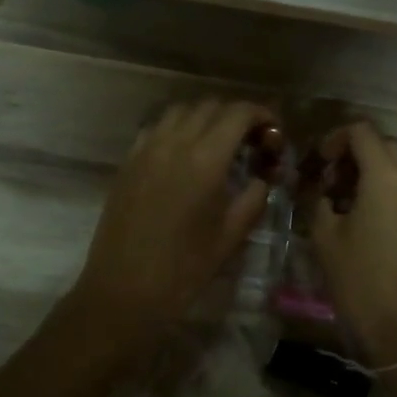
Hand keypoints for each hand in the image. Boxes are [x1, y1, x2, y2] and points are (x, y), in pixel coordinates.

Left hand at [69, 99, 278, 343]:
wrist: (124, 289)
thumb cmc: (184, 268)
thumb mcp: (231, 235)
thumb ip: (254, 197)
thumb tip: (262, 177)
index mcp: (206, 160)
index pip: (238, 114)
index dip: (261, 114)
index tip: (273, 131)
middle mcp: (174, 143)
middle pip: (210, 106)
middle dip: (235, 116)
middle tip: (250, 141)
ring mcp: (146, 149)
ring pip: (180, 111)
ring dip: (205, 118)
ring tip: (218, 143)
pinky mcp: (128, 161)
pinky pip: (156, 128)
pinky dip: (177, 129)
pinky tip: (184, 154)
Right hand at [306, 121, 396, 364]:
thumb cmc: (360, 281)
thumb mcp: (325, 237)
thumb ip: (318, 200)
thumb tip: (319, 188)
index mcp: (387, 177)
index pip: (361, 132)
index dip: (335, 139)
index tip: (319, 164)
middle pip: (385, 146)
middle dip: (356, 155)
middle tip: (331, 182)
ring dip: (375, 173)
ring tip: (350, 203)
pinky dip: (393, 192)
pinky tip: (374, 222)